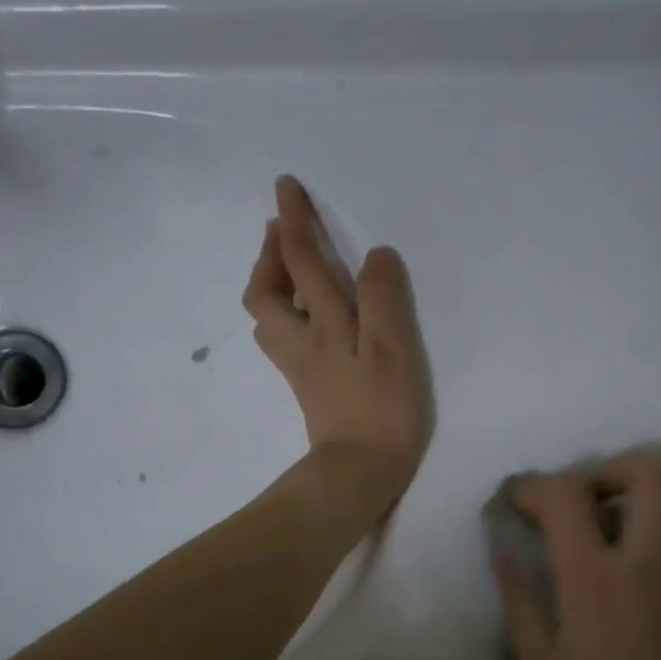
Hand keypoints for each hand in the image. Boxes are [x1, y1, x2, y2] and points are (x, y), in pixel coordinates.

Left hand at [244, 176, 432, 509]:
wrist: (358, 473)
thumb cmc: (382, 411)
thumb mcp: (394, 349)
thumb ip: (384, 297)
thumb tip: (375, 254)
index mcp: (324, 324)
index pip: (302, 261)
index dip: (294, 221)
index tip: (286, 186)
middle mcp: (303, 341)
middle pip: (266, 291)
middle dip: (270, 254)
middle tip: (282, 230)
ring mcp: (301, 368)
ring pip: (269, 318)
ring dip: (272, 284)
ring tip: (290, 268)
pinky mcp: (309, 389)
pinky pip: (283, 340)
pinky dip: (285, 315)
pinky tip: (304, 318)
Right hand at [495, 449, 660, 659]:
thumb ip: (519, 599)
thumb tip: (502, 551)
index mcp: (594, 581)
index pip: (567, 495)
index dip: (533, 486)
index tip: (513, 502)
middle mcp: (644, 562)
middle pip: (646, 470)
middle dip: (602, 468)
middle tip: (571, 502)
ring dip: (633, 488)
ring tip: (598, 521)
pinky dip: (656, 513)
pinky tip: (623, 548)